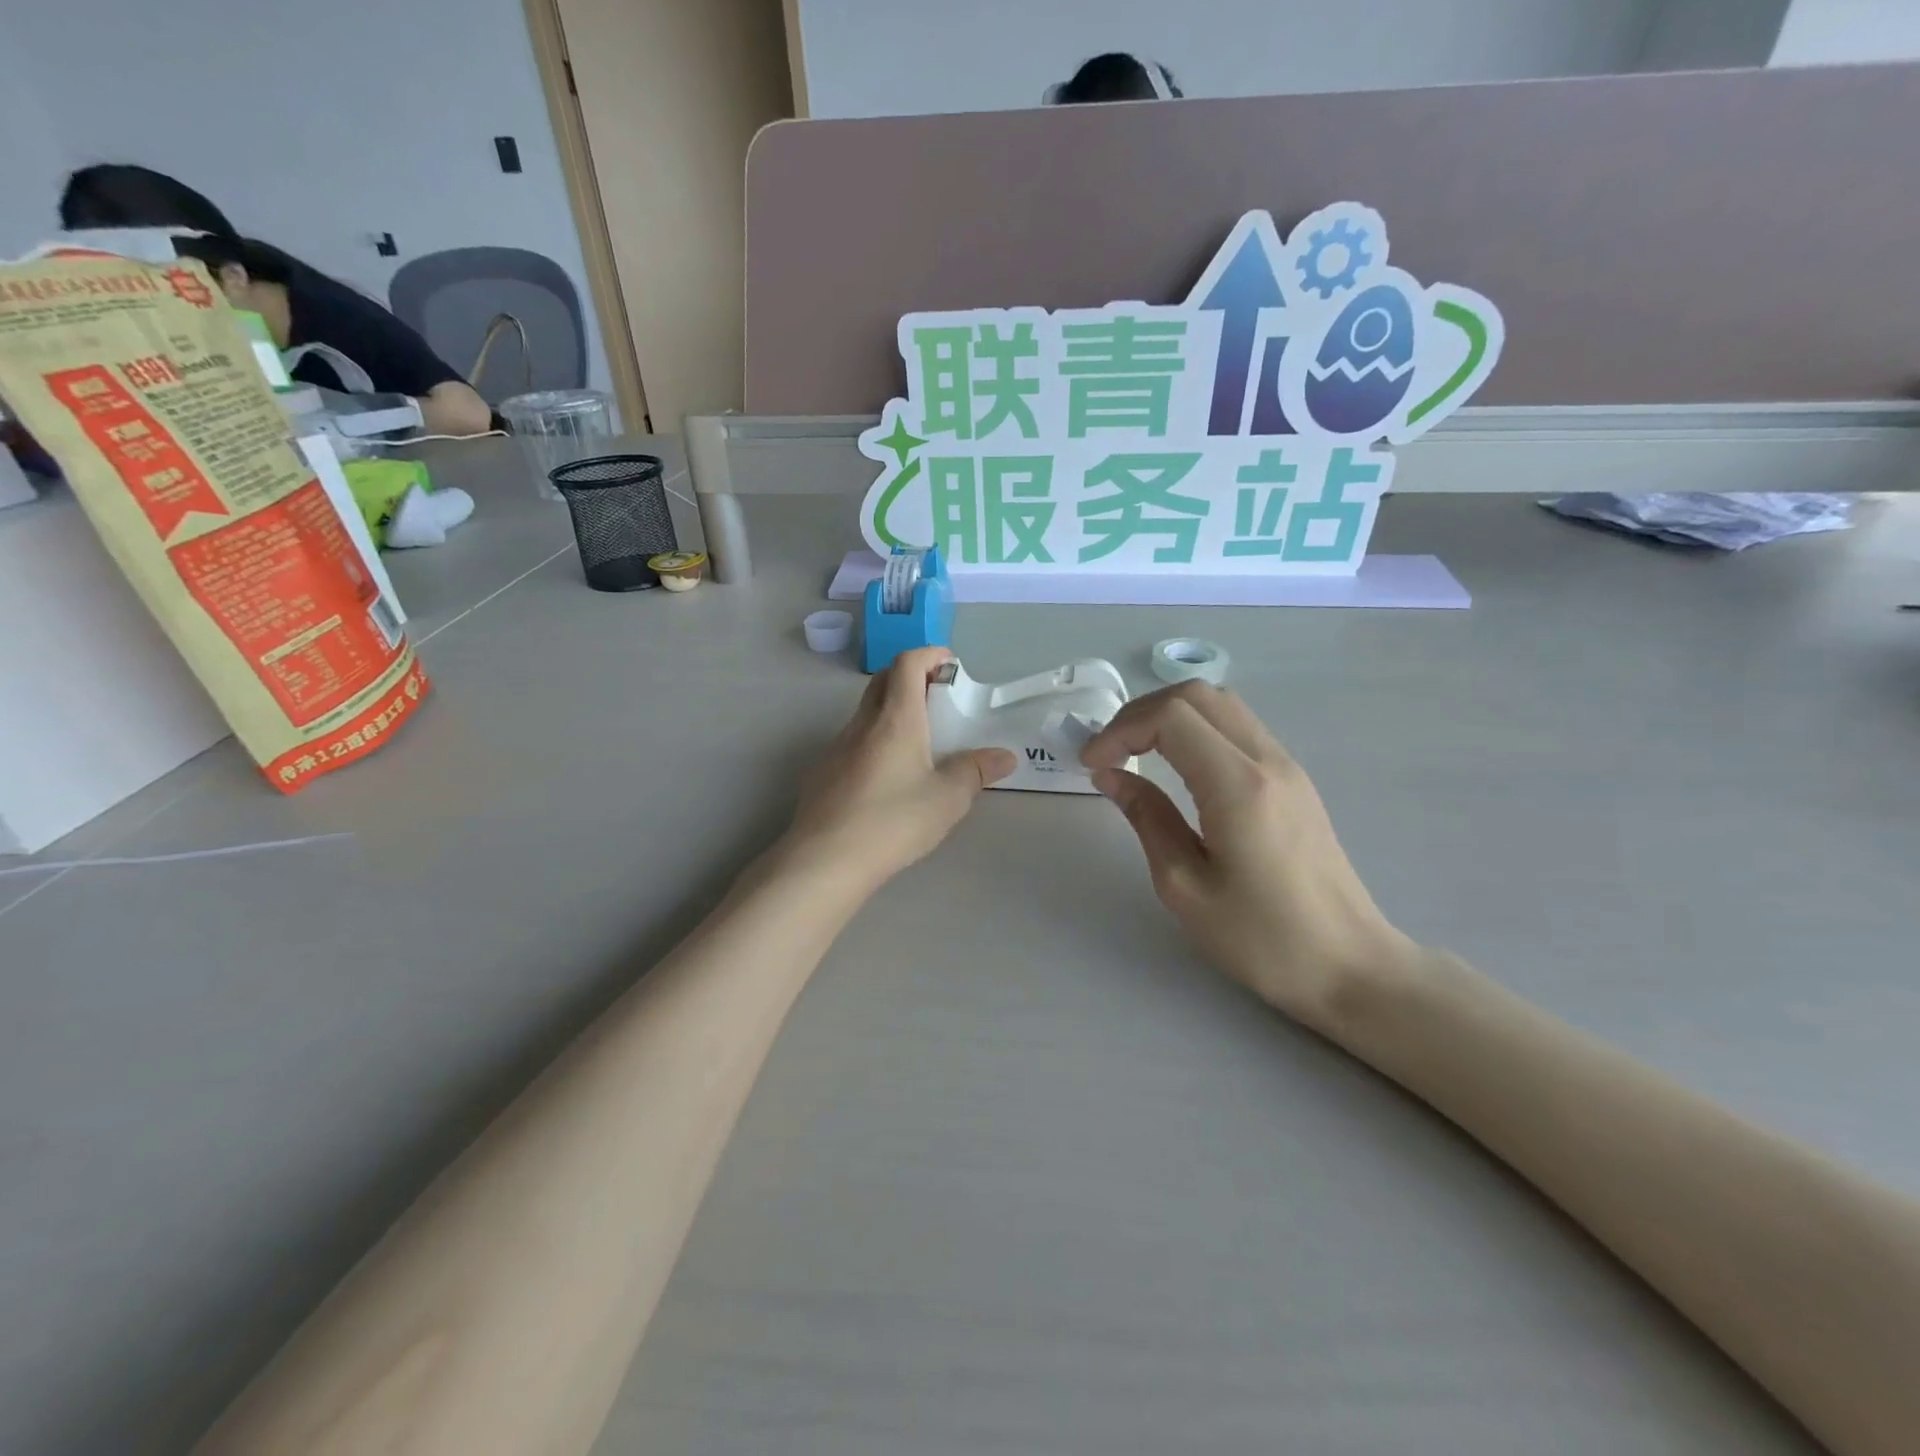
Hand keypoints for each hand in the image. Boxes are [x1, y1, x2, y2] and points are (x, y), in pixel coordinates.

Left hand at [785, 648, 1015, 891]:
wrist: (825, 859)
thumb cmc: (894, 821)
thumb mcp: (948, 798)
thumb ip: (976, 771)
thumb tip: (1004, 756)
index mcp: (896, 719)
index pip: (907, 664)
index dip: (929, 655)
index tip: (949, 665)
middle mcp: (862, 724)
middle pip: (882, 681)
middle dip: (910, 677)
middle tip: (937, 698)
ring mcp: (836, 748)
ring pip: (865, 713)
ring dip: (891, 711)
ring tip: (917, 741)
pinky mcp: (822, 774)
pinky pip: (852, 743)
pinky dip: (873, 742)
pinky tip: (885, 778)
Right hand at [1080, 682, 1418, 1030]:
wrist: (1349, 966)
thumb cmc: (1262, 938)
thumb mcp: (1185, 885)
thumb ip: (1146, 817)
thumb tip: (1110, 775)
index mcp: (1238, 786)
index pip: (1171, 717)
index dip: (1121, 729)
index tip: (1092, 764)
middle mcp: (1267, 760)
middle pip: (1197, 695)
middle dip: (1140, 712)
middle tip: (1108, 751)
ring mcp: (1287, 766)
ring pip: (1221, 705)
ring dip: (1169, 716)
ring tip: (1134, 752)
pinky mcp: (1293, 780)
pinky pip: (1238, 728)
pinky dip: (1196, 729)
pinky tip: (1175, 764)